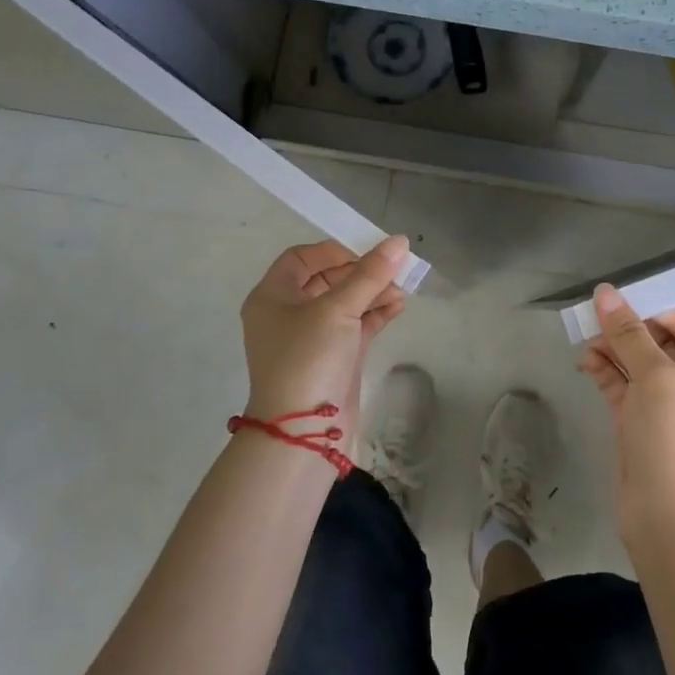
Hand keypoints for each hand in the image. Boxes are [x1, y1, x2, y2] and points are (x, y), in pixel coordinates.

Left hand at [240, 238, 410, 439]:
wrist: (304, 433)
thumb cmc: (309, 358)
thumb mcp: (338, 309)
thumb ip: (370, 273)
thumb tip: (399, 241)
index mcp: (272, 296)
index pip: (302, 258)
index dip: (334, 250)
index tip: (367, 251)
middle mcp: (287, 314)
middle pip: (327, 279)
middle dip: (361, 272)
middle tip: (392, 269)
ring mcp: (311, 338)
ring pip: (344, 303)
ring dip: (373, 292)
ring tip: (402, 288)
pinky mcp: (333, 358)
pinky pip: (355, 326)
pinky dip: (375, 314)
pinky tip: (399, 306)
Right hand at [578, 284, 674, 543]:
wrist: (666, 515)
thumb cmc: (674, 436)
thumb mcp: (655, 376)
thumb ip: (628, 333)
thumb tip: (605, 292)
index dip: (663, 311)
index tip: (630, 303)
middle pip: (661, 343)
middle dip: (630, 330)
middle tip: (598, 318)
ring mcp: (666, 408)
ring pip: (637, 365)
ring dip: (613, 349)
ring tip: (586, 340)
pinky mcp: (640, 425)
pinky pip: (623, 387)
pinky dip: (606, 372)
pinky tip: (586, 362)